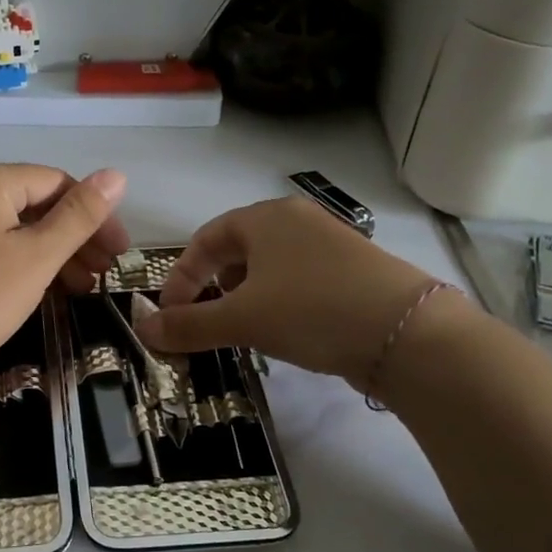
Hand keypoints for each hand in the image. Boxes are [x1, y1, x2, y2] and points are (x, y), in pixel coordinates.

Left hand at [0, 162, 128, 391]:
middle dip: (73, 238)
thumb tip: (116, 174)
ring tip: (79, 288)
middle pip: (32, 203)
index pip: (55, 182)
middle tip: (103, 275)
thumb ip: (80, 215)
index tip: (118, 254)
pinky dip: (19, 261)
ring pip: (10, 226)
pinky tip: (41, 288)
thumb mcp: (38, 257)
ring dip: (50, 253)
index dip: (94, 216)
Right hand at [135, 197, 449, 392]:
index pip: (205, 239)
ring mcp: (330, 243)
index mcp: (265, 217)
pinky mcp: (353, 270)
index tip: (170, 313)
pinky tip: (283, 329)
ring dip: (244, 296)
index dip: (180, 276)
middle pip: (237, 249)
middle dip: (212, 286)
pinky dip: (277, 301)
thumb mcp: (241, 320)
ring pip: (269, 266)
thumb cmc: (311, 311)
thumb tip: (143, 331)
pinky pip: (298, 278)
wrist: (408, 333)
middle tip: (203, 320)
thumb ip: (188, 325)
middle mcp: (297, 220)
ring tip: (240, 329)